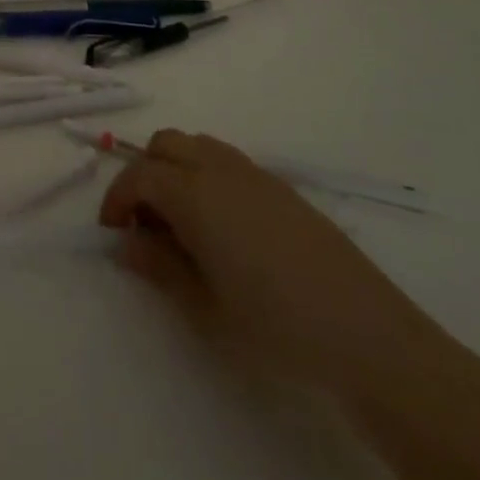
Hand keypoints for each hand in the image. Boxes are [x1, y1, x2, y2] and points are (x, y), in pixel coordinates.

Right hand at [99, 129, 439, 395]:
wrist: (366, 334)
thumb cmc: (274, 323)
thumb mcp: (203, 305)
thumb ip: (158, 265)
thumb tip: (127, 242)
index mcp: (193, 192)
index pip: (138, 175)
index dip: (116, 199)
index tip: (113, 233)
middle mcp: (219, 168)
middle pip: (165, 145)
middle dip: (145, 175)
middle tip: (146, 225)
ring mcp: (254, 173)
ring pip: (196, 146)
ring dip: (176, 170)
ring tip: (182, 224)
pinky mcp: (282, 187)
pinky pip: (227, 162)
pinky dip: (207, 177)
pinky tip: (223, 228)